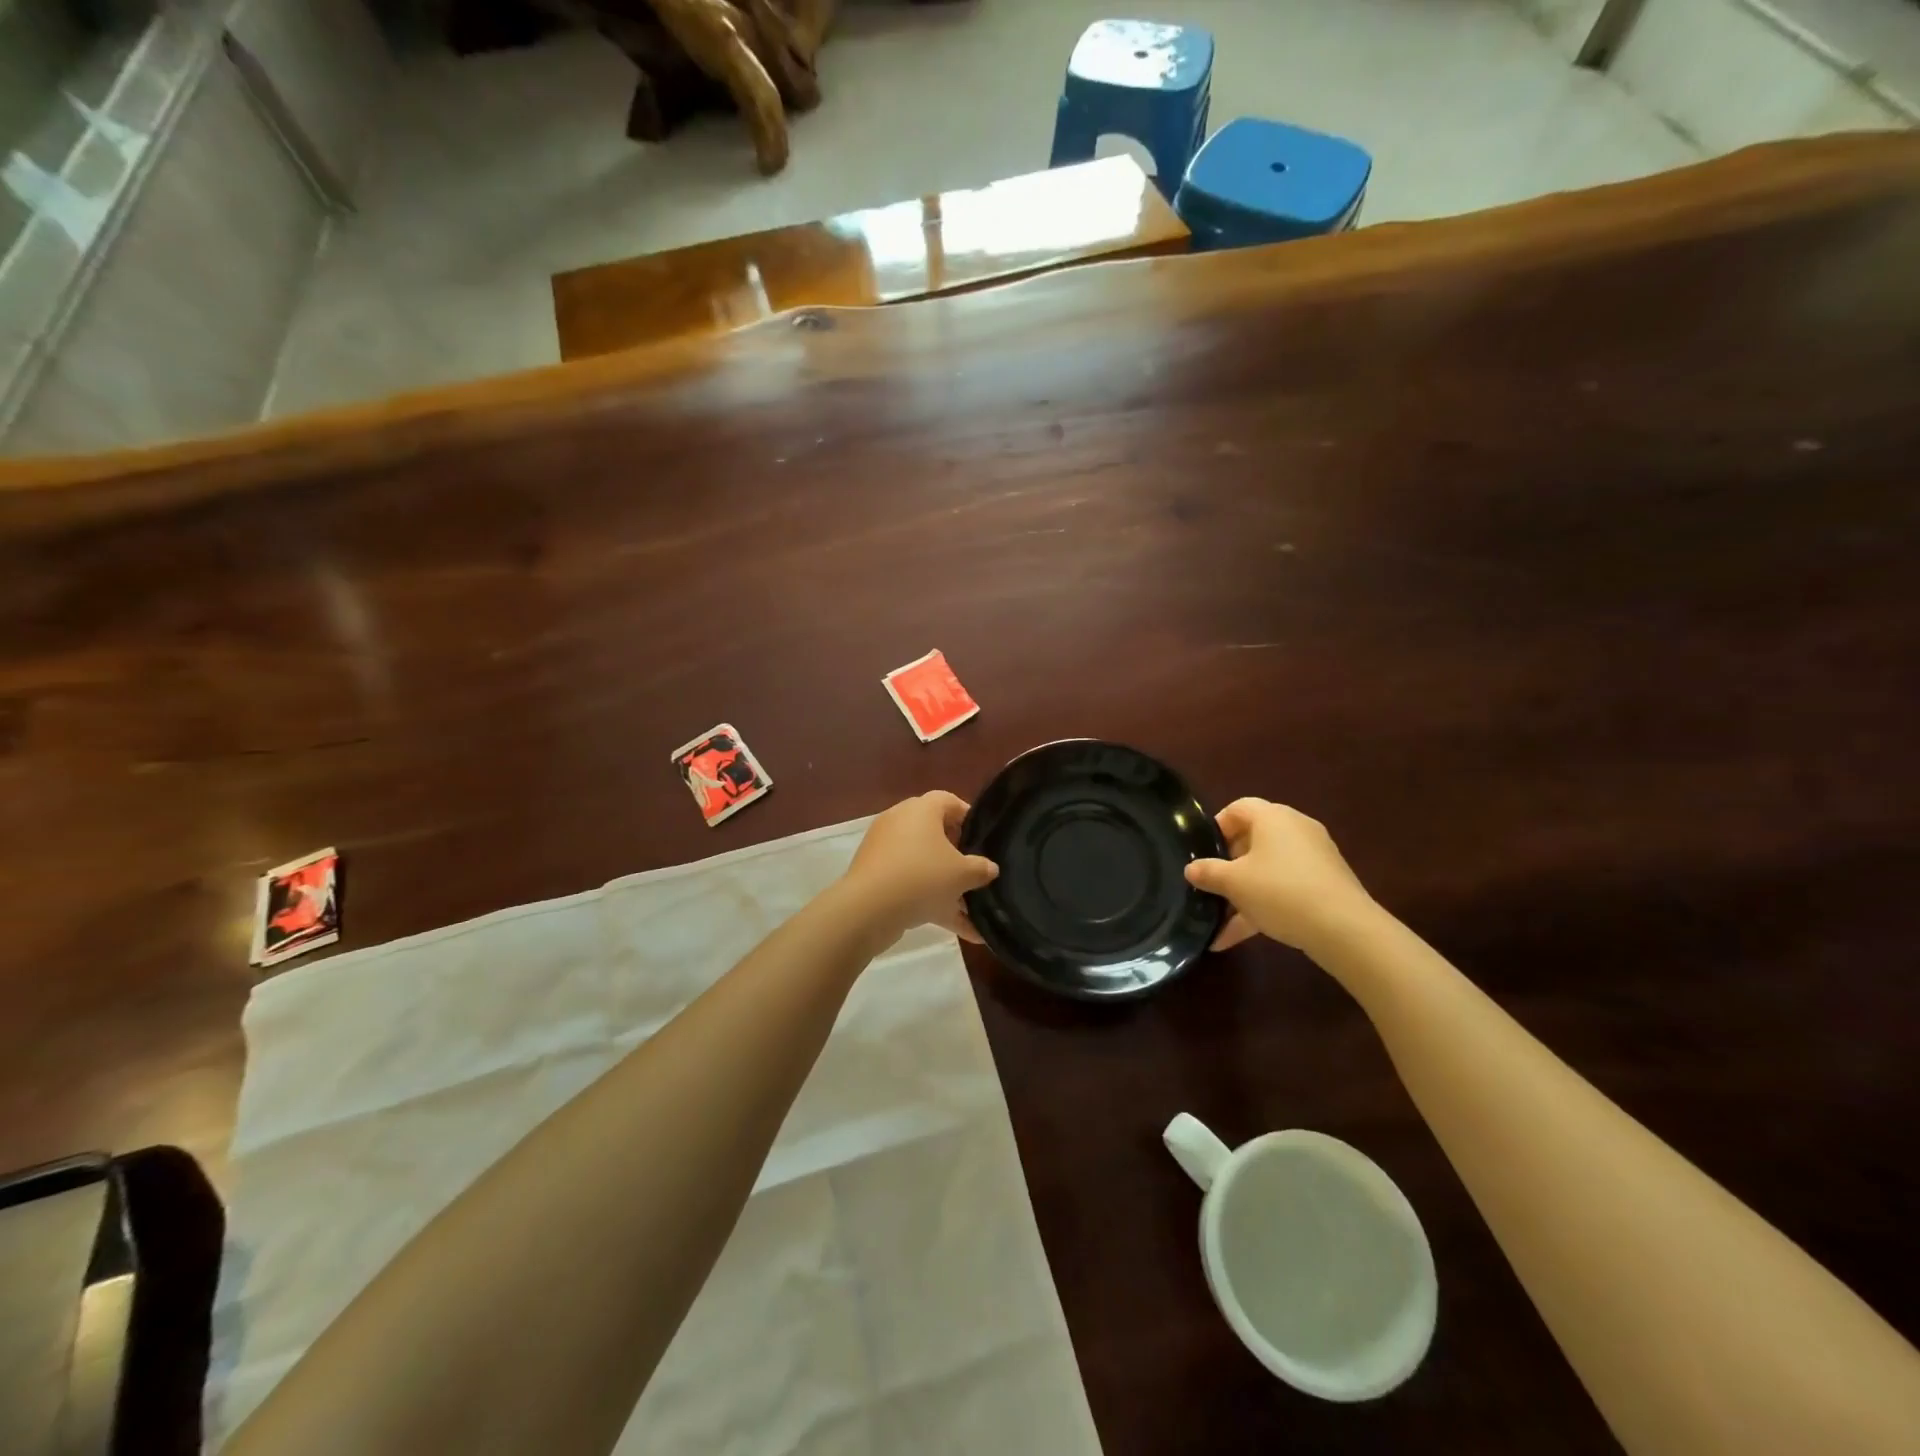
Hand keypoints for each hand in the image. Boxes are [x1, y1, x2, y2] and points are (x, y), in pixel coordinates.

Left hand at [841, 792, 998, 943]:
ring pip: (923, 864)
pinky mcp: (876, 877)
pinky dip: (933, 903)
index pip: (948, 801)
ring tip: (973, 912)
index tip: (983, 839)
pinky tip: (963, 932)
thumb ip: (981, 869)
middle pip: (935, 834)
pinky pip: (911, 885)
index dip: (968, 817)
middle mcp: (900, 822)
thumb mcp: (963, 874)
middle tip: (976, 873)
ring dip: (947, 886)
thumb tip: (990, 868)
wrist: (869, 909)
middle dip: (958, 856)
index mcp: (921, 810)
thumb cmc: (922, 877)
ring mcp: (885, 851)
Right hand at [1185, 799, 1376, 954]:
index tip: (1202, 852)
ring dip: (1243, 892)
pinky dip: (1263, 907)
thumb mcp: (1233, 882)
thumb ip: (1207, 872)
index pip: (1238, 808)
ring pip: (1268, 869)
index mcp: (1272, 817)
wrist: (1344, 929)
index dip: (1216, 827)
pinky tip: (1237, 937)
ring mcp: (1314, 858)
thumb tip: (1191, 869)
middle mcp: (1295, 829)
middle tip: (1211, 885)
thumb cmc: (1280, 891)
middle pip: (1253, 839)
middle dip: (1228, 864)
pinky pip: (1285, 889)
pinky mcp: (1325, 884)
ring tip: (1219, 920)